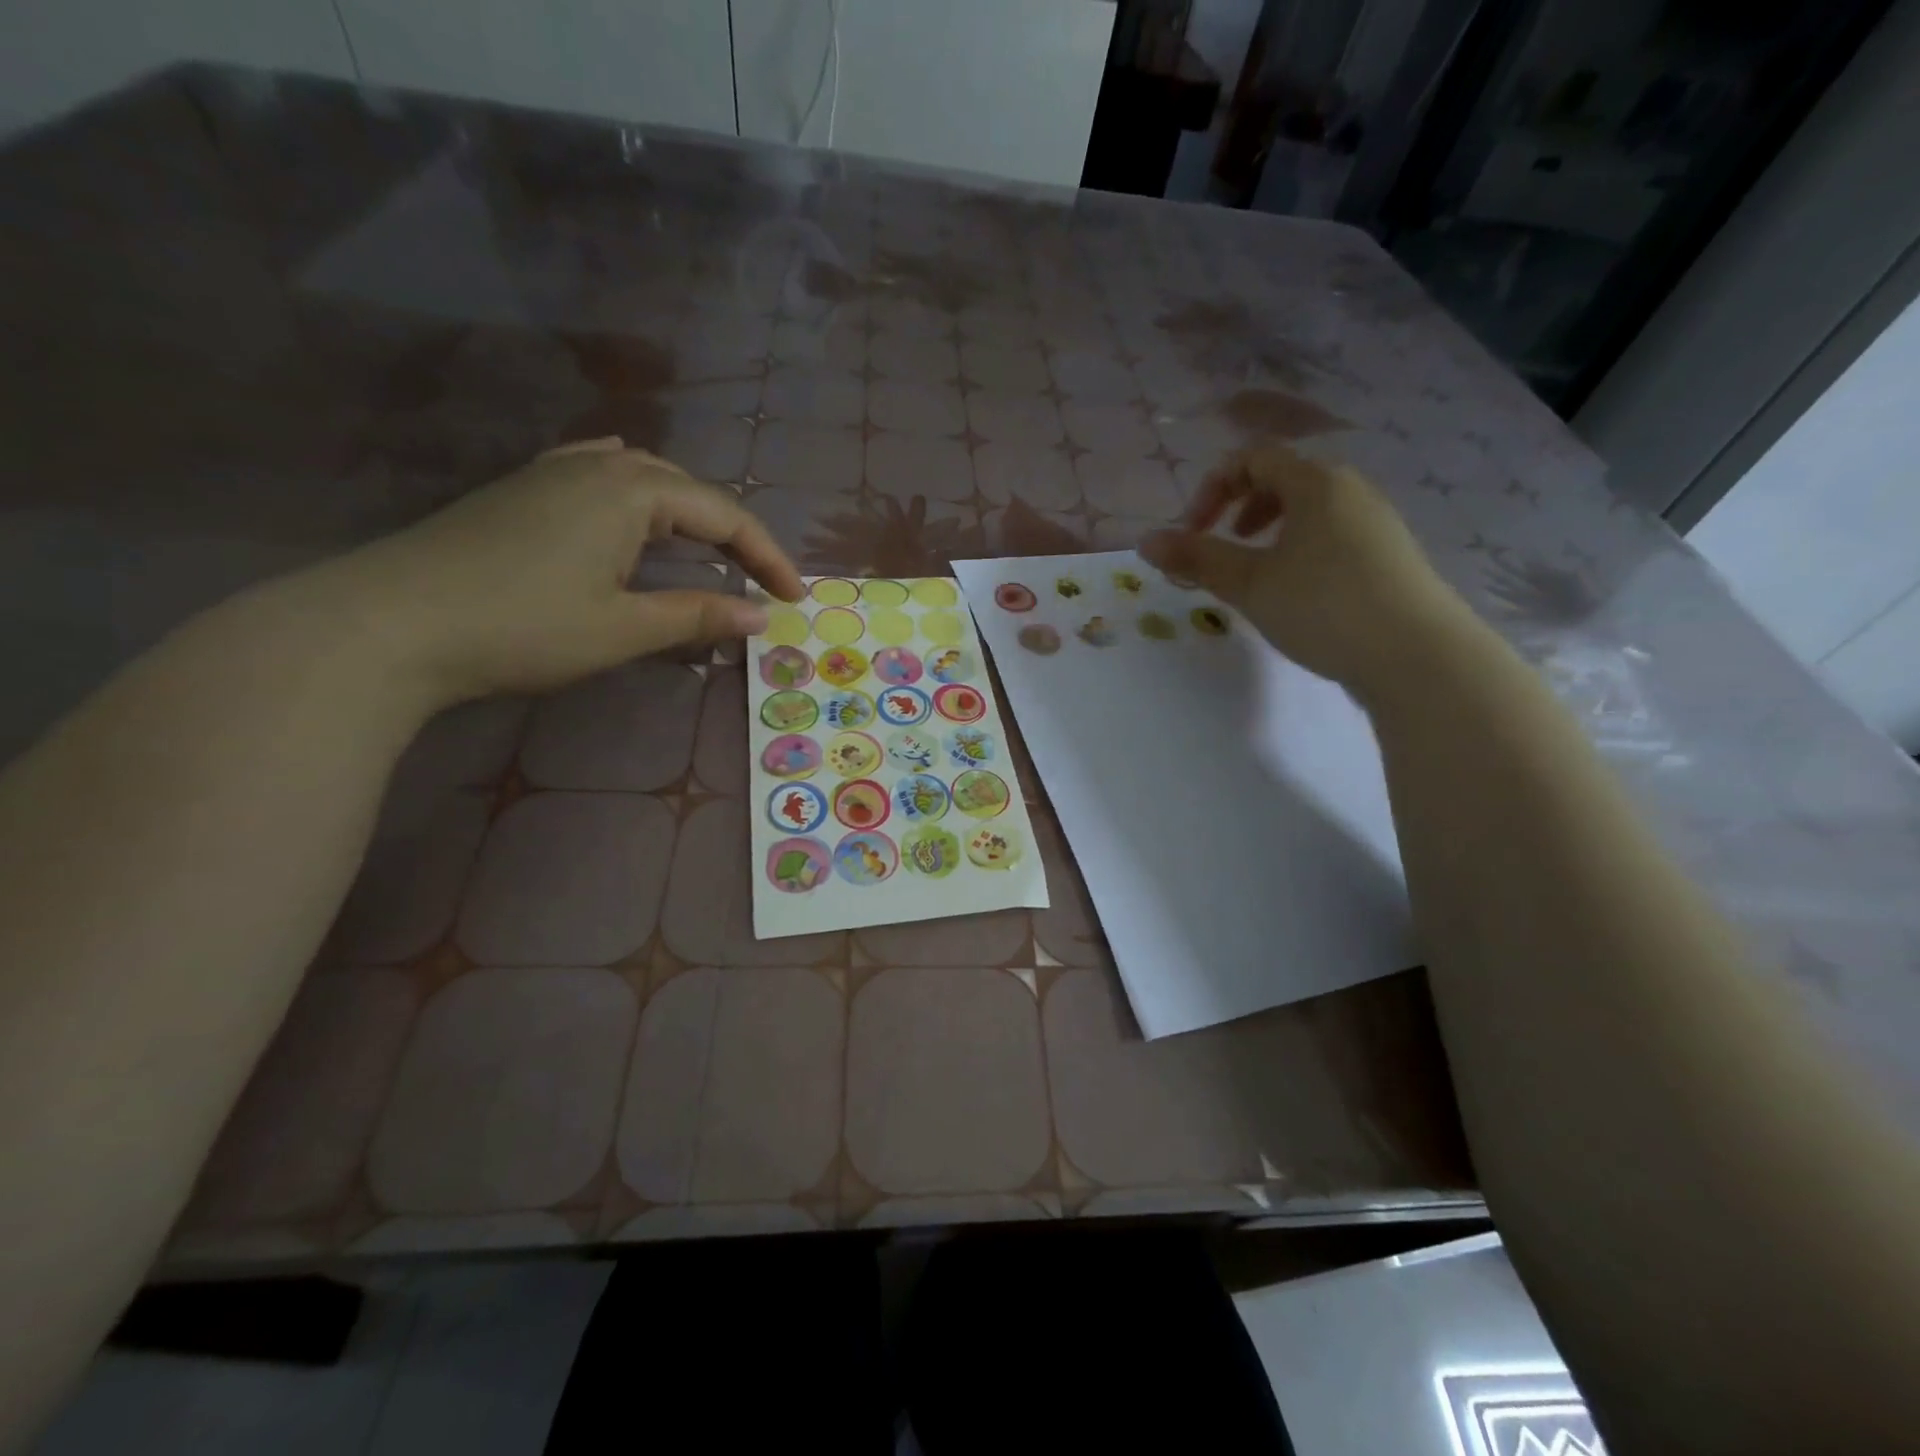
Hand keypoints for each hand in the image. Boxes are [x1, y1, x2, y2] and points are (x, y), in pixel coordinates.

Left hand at [310, 438, 803, 704]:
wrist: (387, 624)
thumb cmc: (521, 627)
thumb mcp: (622, 629)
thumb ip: (697, 616)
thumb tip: (759, 615)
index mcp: (630, 492)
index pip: (724, 515)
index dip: (767, 556)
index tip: (796, 597)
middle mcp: (597, 467)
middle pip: (688, 489)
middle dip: (734, 533)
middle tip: (762, 577)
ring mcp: (551, 474)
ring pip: (643, 477)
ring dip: (688, 510)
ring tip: (714, 543)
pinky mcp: (521, 492)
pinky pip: (597, 473)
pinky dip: (635, 488)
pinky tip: (629, 488)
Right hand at [1140, 443, 1474, 699]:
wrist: (1416, 655)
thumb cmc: (1323, 606)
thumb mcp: (1250, 584)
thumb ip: (1197, 559)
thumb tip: (1145, 541)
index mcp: (1316, 482)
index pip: (1252, 458)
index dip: (1211, 488)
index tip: (1193, 533)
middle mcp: (1350, 490)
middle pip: (1284, 477)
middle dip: (1240, 506)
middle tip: (1221, 543)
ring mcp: (1375, 522)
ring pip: (1310, 508)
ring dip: (1270, 528)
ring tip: (1256, 569)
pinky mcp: (1388, 556)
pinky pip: (1332, 533)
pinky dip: (1300, 547)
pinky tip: (1297, 591)